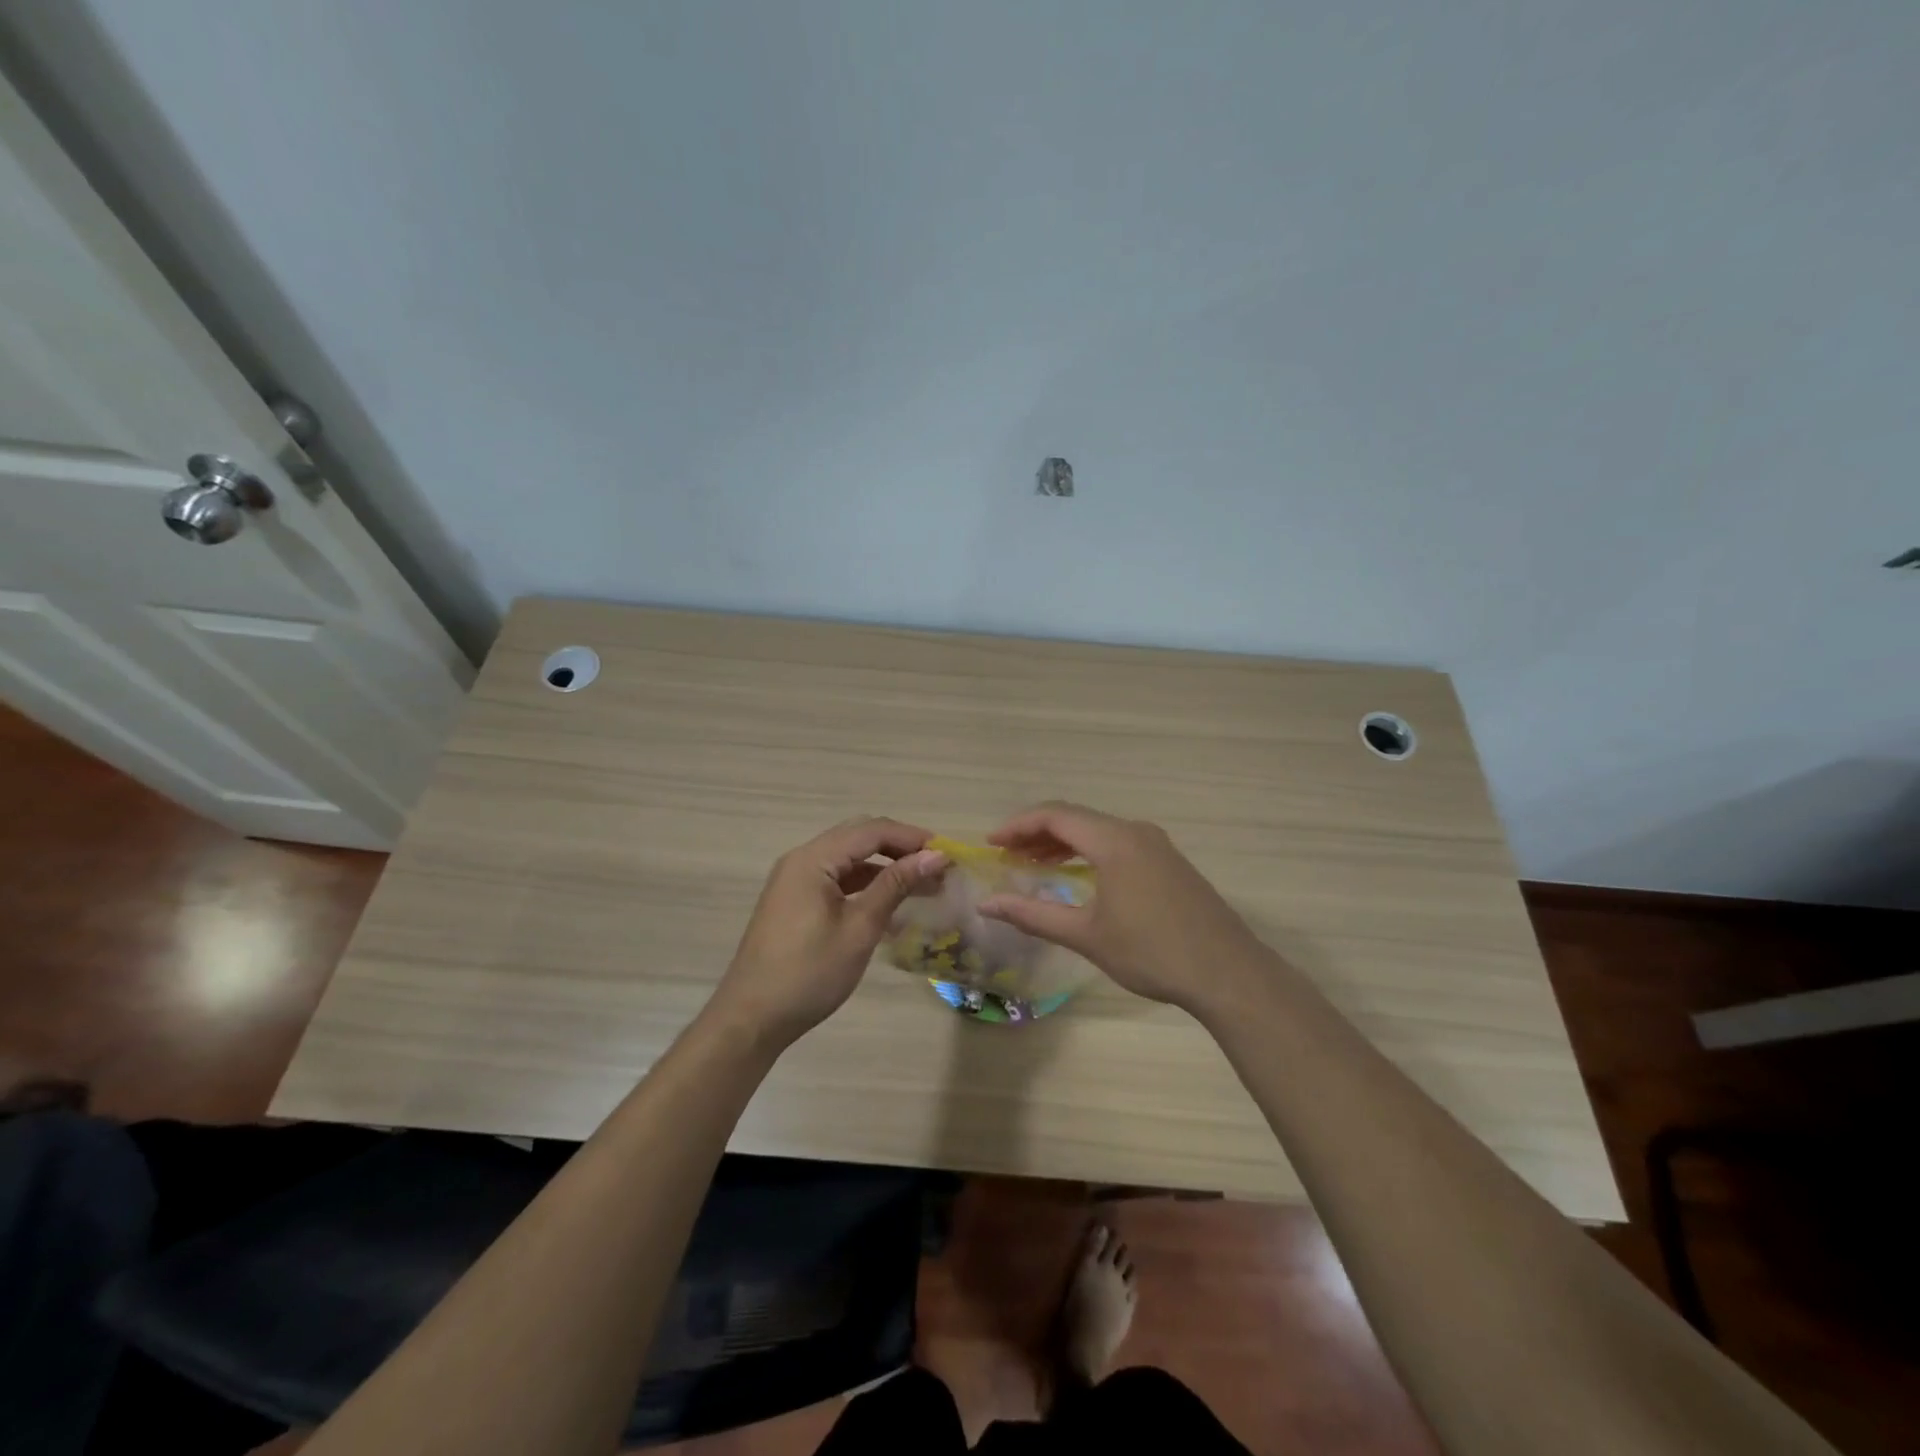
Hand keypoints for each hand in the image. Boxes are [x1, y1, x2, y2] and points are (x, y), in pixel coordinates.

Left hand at [708, 817, 948, 1048]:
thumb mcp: (859, 928)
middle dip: (900, 847)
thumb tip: (934, 856)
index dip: (912, 838)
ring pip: (848, 858)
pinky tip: (890, 903)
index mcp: (813, 859)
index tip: (948, 854)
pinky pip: (837, 878)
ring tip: (922, 885)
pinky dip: (865, 883)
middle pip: (859, 837)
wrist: (752, 1019)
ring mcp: (795, 880)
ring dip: (885, 866)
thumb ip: (895, 885)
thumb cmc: (809, 973)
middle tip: (937, 867)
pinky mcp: (795, 901)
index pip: (871, 831)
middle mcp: (801, 860)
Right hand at [978, 802, 1270, 1014]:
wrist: (1228, 973)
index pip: (1055, 816)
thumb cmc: (1151, 952)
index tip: (991, 844)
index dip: (1018, 825)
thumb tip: (987, 905)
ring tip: (1034, 863)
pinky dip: (1089, 851)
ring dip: (1063, 843)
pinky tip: (1078, 875)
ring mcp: (1157, 845)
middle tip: (1007, 855)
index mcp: (1114, 841)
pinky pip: (1118, 842)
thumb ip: (1033, 915)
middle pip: (1076, 818)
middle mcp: (1135, 831)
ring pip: (1098, 830)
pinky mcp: (1170, 862)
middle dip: (1037, 833)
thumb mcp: (1086, 935)